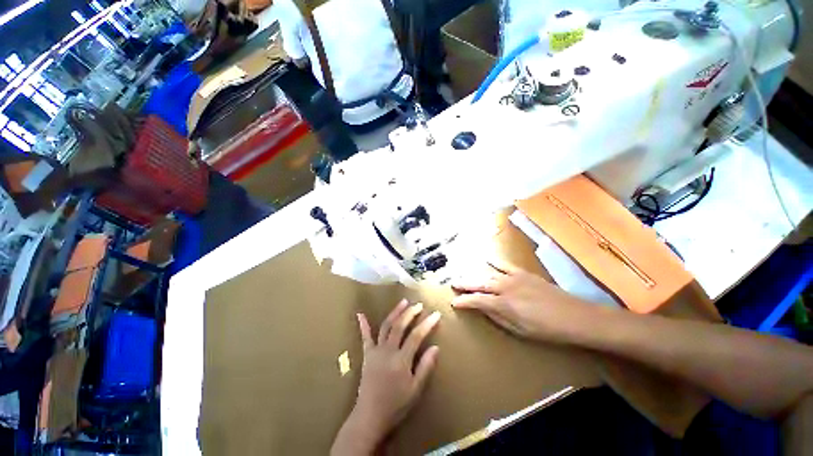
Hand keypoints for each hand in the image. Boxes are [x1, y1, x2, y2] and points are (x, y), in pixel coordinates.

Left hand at [331, 300, 440, 454]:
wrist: (370, 416)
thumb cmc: (396, 405)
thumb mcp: (415, 389)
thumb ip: (425, 367)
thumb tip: (436, 347)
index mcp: (401, 360)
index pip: (416, 336)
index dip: (427, 324)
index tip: (435, 314)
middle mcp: (388, 351)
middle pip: (400, 326)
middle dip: (410, 313)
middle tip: (418, 305)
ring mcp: (376, 351)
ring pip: (386, 326)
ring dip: (395, 312)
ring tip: (403, 302)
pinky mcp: (367, 354)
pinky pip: (365, 337)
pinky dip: (363, 325)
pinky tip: (360, 314)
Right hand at [451, 262, 589, 341]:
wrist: (575, 316)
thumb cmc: (546, 330)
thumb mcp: (519, 330)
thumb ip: (498, 317)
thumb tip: (483, 309)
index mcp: (503, 304)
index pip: (476, 300)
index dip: (464, 301)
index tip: (454, 302)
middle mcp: (504, 287)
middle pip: (479, 284)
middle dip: (465, 284)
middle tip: (453, 283)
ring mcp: (514, 278)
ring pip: (489, 274)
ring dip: (476, 275)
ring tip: (466, 276)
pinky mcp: (523, 273)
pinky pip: (505, 265)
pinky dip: (495, 262)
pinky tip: (487, 259)